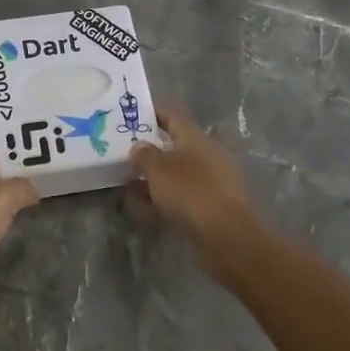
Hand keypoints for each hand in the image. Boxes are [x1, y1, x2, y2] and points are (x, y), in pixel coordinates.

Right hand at [128, 106, 262, 286]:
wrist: (227, 237)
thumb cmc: (191, 192)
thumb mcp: (159, 169)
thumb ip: (144, 154)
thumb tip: (139, 146)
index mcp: (196, 139)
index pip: (173, 116)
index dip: (152, 113)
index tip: (131, 114)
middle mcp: (204, 157)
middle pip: (173, 147)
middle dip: (149, 149)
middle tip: (122, 152)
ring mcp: (208, 184)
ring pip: (174, 175)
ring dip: (151, 178)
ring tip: (124, 181)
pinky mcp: (208, 209)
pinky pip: (178, 198)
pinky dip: (159, 200)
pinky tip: (138, 207)